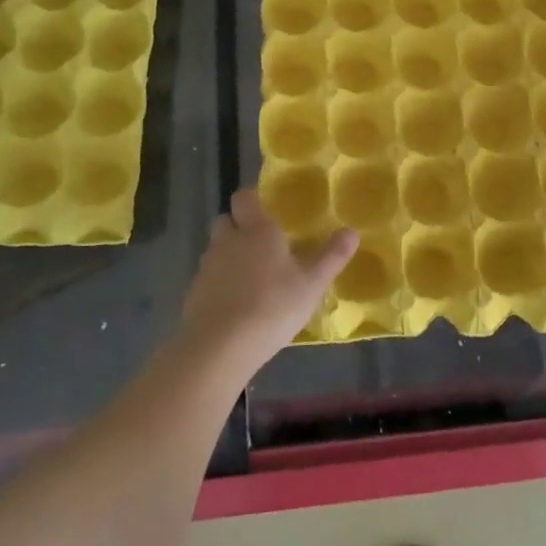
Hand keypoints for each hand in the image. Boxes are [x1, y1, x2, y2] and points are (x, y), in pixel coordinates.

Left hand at [179, 188, 358, 370]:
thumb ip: (332, 256)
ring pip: (216, 249)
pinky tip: (236, 304)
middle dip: (239, 225)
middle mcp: (228, 241)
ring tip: (251, 276)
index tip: (266, 207)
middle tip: (261, 242)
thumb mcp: (313, 284)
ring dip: (229, 255)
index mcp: (257, 231)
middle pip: (226, 220)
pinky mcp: (194, 294)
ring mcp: (207, 268)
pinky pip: (208, 278)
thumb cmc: (272, 306)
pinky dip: (220, 283)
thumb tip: (352, 231)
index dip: (252, 199)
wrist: (220, 347)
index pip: (244, 198)